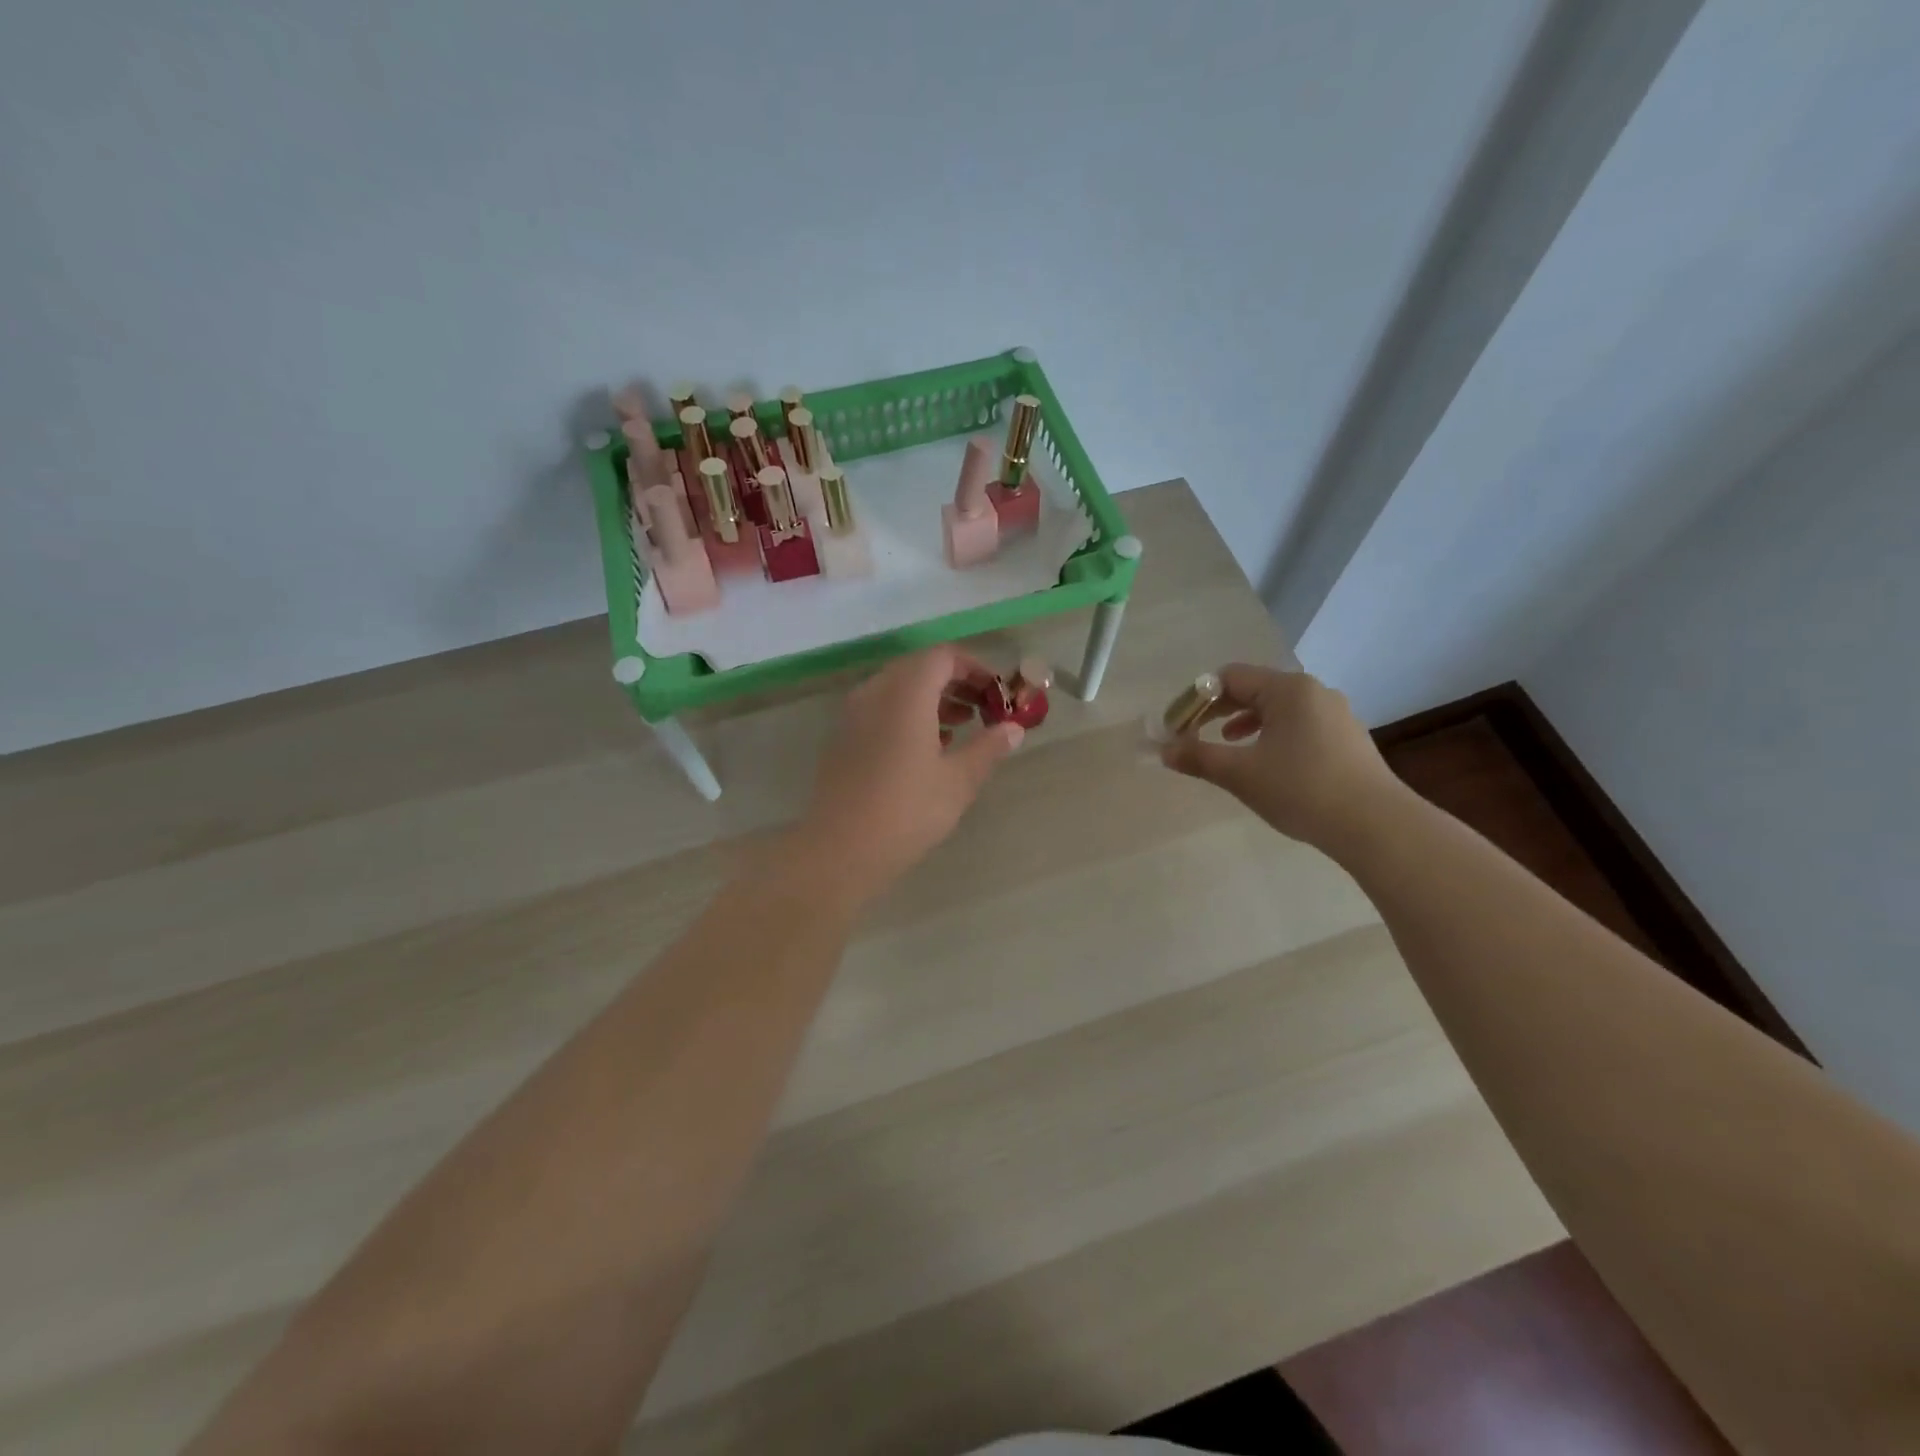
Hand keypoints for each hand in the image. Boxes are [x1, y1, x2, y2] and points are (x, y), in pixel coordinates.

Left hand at [795, 645, 1023, 907]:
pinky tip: (928, 748)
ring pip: (898, 688)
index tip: (997, 693)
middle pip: (919, 668)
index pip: (943, 657)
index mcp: (906, 693)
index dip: (975, 668)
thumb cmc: (907, 811)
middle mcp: (875, 692)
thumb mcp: (959, 780)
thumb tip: (1013, 729)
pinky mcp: (843, 737)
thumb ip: (988, 747)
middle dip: (955, 683)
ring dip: (932, 699)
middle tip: (983, 709)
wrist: (841, 849)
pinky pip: (881, 709)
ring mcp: (853, 714)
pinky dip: (908, 714)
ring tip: (961, 728)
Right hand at [1159, 663, 1406, 853]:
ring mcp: (1335, 714)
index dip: (1196, 700)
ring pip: (1277, 708)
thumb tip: (1165, 750)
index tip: (1177, 727)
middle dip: (1218, 711)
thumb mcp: (1240, 774)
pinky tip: (1266, 761)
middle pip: (1253, 689)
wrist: (1375, 825)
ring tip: (1227, 745)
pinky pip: (1298, 724)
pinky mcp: (1347, 738)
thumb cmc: (1301, 790)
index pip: (1229, 678)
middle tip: (1193, 735)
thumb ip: (1198, 757)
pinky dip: (1271, 735)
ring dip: (1244, 722)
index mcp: (1287, 689)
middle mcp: (1313, 692)